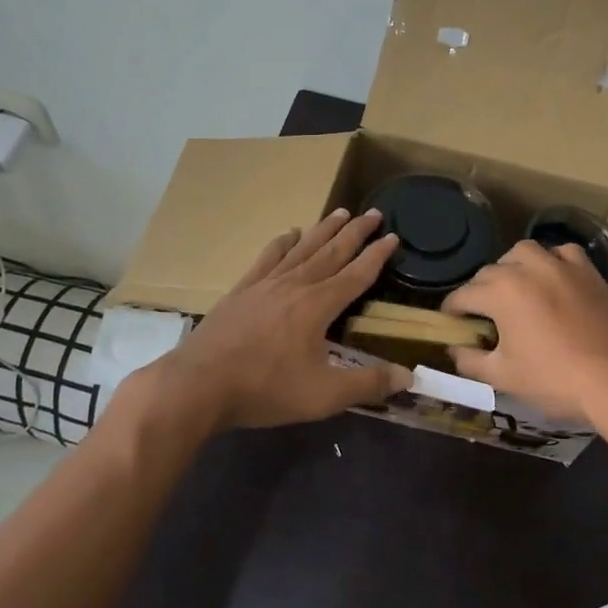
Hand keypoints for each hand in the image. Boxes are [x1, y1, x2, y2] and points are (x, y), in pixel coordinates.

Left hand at [142, 209, 409, 432]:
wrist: (198, 385)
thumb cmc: (265, 389)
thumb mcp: (324, 395)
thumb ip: (368, 384)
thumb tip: (409, 376)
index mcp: (318, 306)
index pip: (357, 275)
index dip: (377, 255)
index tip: (394, 236)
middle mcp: (295, 286)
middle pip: (331, 252)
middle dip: (355, 233)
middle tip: (374, 213)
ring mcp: (265, 285)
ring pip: (302, 249)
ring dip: (323, 230)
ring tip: (340, 212)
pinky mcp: (241, 291)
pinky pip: (267, 258)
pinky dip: (281, 243)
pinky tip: (288, 233)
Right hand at [441, 240, 607, 422]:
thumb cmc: (552, 379)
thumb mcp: (502, 376)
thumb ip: (469, 360)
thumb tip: (454, 349)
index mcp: (501, 292)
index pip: (463, 295)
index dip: (452, 311)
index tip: (451, 324)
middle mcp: (527, 268)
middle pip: (490, 272)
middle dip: (480, 291)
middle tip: (483, 316)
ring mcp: (561, 265)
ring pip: (524, 252)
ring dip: (512, 267)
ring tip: (515, 289)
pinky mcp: (588, 271)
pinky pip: (562, 253)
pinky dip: (552, 261)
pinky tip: (553, 279)